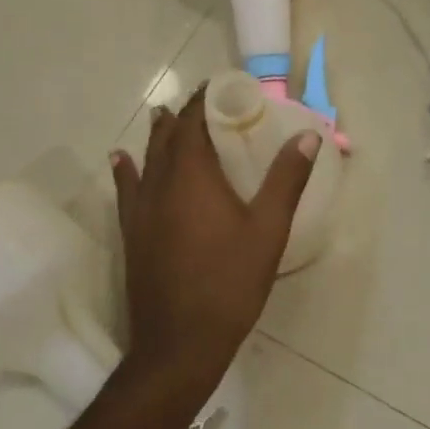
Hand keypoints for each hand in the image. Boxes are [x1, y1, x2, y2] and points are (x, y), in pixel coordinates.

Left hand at [112, 85, 319, 384]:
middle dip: (185, 114)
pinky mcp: (133, 233)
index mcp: (194, 176)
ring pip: (147, 159)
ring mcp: (142, 210)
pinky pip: (127, 189)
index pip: (194, 121)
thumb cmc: (230, 282)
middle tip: (205, 101)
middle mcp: (161, 184)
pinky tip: (121, 160)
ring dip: (158, 135)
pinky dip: (126, 169)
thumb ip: (287, 179)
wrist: (179, 343)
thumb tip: (308, 136)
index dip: (205, 99)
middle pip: (168, 136)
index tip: (222, 85)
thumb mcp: (269, 229)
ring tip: (163, 115)